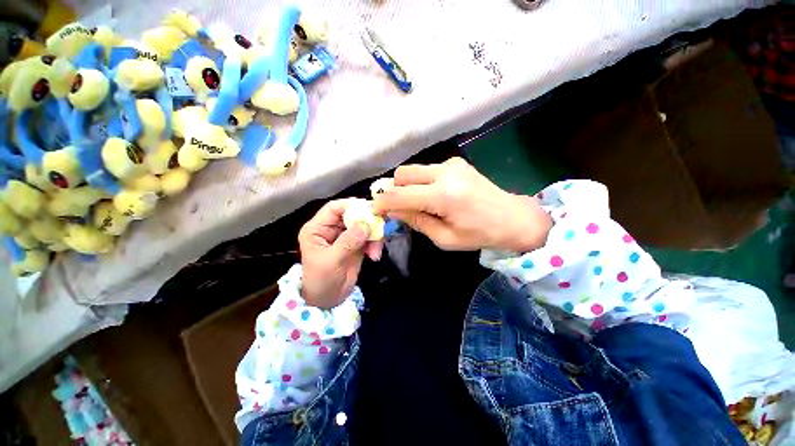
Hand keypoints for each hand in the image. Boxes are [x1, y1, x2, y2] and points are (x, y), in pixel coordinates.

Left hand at [299, 200, 383, 307]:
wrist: (328, 300)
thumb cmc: (321, 281)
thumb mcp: (331, 261)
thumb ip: (347, 242)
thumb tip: (365, 225)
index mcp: (318, 228)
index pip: (334, 208)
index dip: (350, 205)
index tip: (368, 210)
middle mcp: (332, 229)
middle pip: (352, 215)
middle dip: (367, 222)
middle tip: (378, 230)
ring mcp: (346, 236)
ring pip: (364, 225)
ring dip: (373, 236)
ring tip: (375, 252)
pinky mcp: (357, 244)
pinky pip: (369, 237)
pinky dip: (375, 243)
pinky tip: (374, 256)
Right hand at [373, 157, 551, 251]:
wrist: (512, 217)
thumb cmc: (479, 234)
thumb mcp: (444, 238)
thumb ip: (416, 221)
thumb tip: (393, 210)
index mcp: (443, 196)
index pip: (400, 195)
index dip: (383, 202)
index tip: (374, 209)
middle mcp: (445, 173)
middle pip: (403, 173)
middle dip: (394, 190)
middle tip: (398, 207)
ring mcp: (451, 164)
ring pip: (413, 170)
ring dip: (408, 186)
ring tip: (418, 203)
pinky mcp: (456, 162)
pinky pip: (427, 170)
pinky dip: (421, 182)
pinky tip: (433, 195)